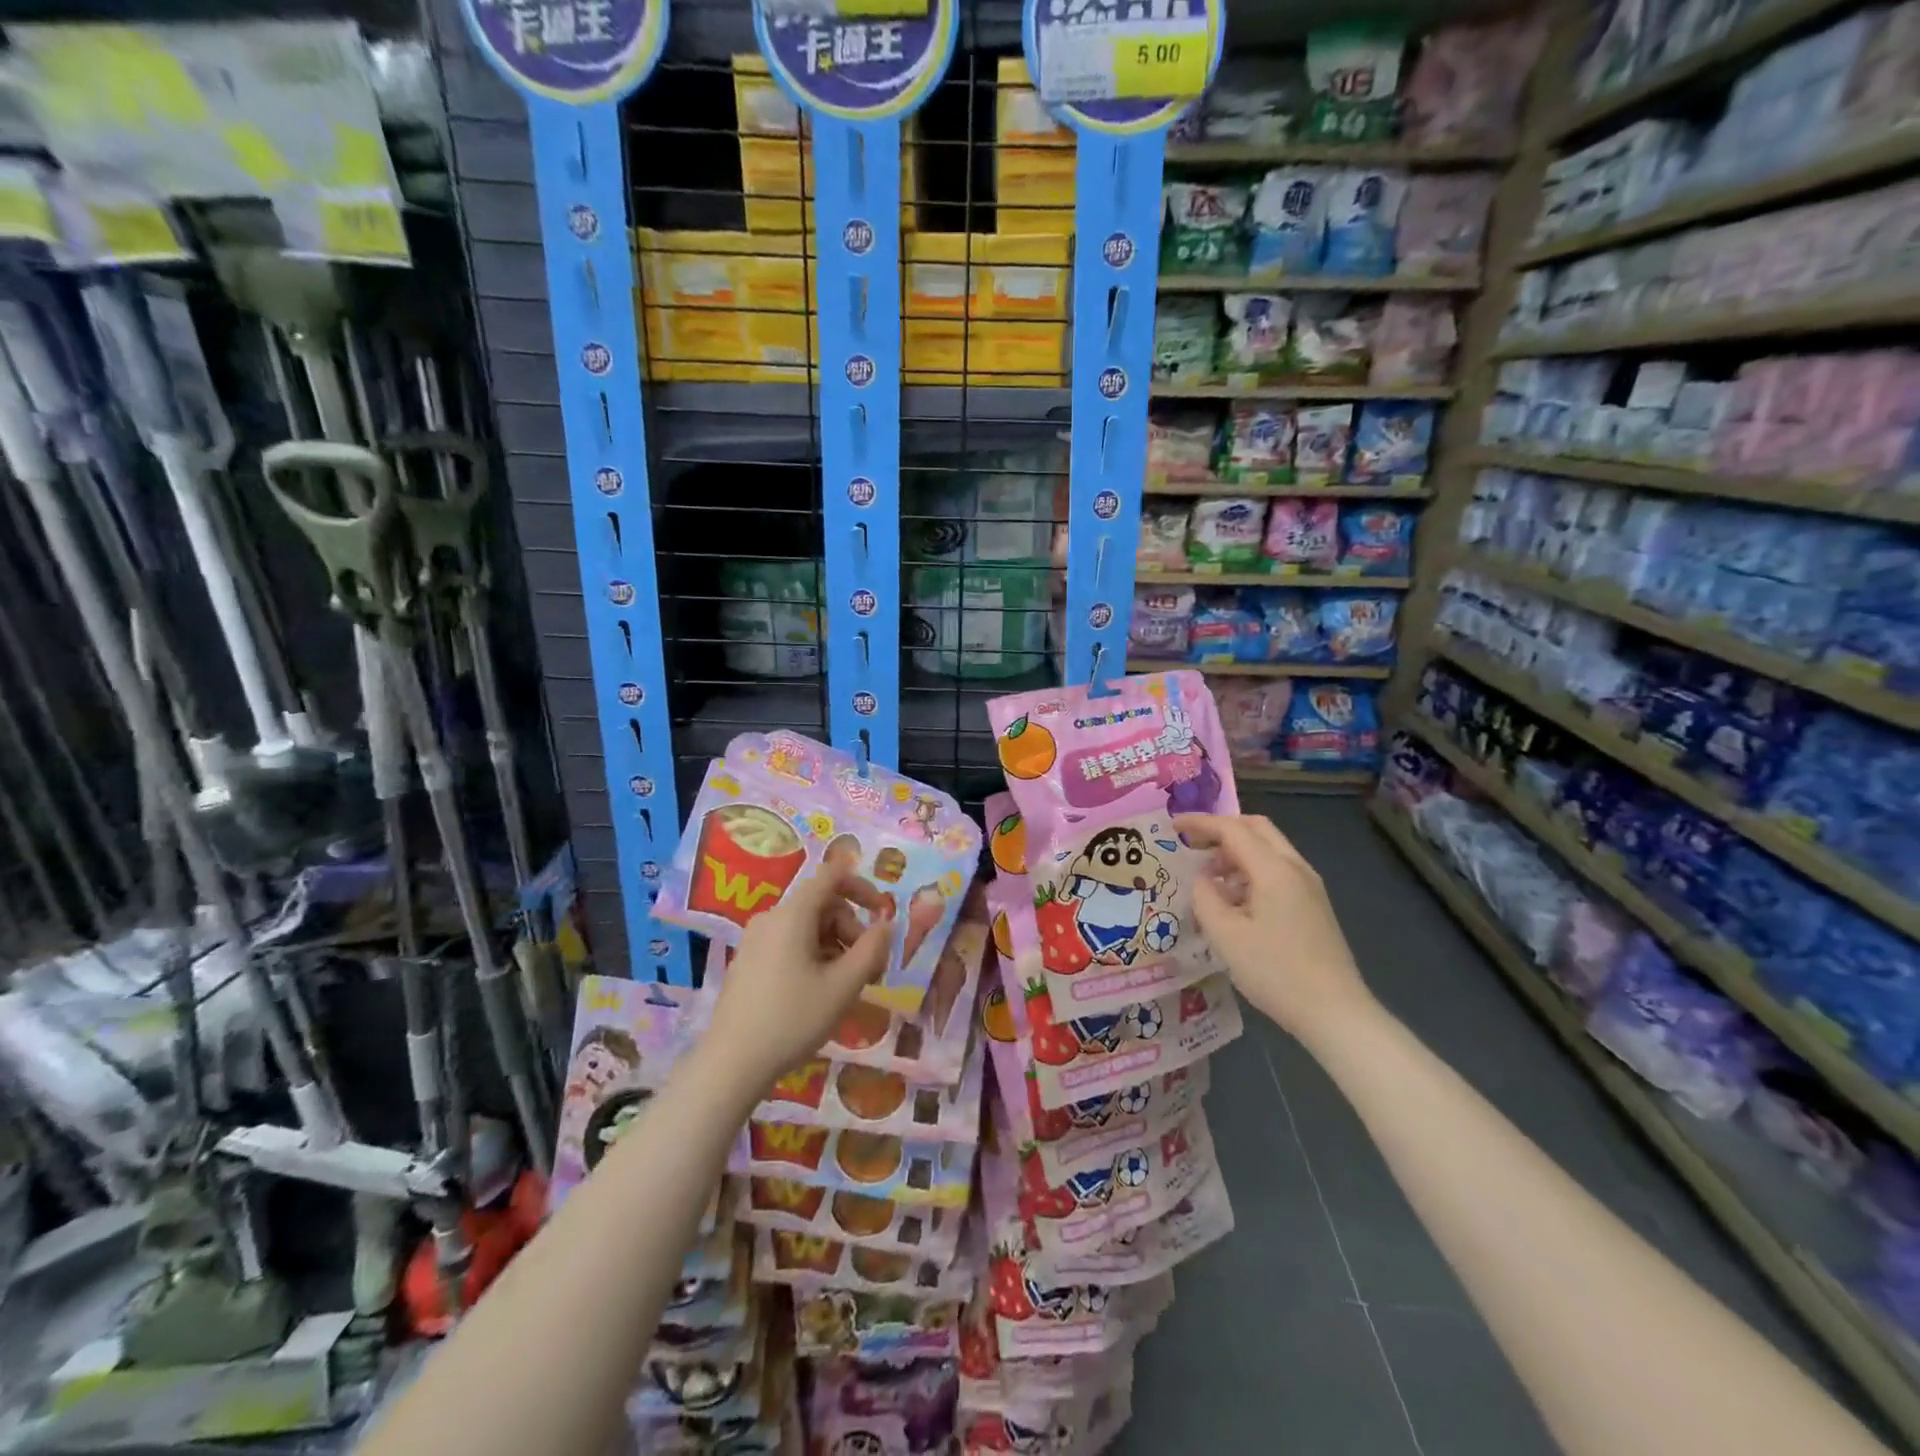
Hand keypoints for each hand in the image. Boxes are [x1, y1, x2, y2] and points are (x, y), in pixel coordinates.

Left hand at [702, 869, 894, 1092]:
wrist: (731, 1064)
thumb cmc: (792, 1020)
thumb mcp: (844, 986)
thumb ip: (872, 949)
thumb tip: (886, 925)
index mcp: (792, 915)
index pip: (831, 876)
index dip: (862, 887)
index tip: (882, 915)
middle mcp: (771, 918)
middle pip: (822, 905)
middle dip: (852, 929)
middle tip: (869, 970)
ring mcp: (755, 940)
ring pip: (808, 927)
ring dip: (835, 947)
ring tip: (846, 986)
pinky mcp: (748, 962)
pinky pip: (789, 944)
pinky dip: (813, 956)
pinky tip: (819, 992)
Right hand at [1176, 814, 1377, 1049]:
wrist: (1335, 1012)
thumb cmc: (1275, 972)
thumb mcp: (1226, 936)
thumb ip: (1205, 898)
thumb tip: (1202, 879)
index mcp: (1274, 870)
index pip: (1232, 830)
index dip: (1200, 823)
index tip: (1172, 825)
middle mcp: (1296, 869)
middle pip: (1256, 829)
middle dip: (1221, 829)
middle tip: (1191, 843)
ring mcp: (1309, 887)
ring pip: (1268, 850)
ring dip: (1236, 853)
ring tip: (1207, 878)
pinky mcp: (1313, 905)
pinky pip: (1277, 871)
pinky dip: (1250, 871)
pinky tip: (1233, 900)